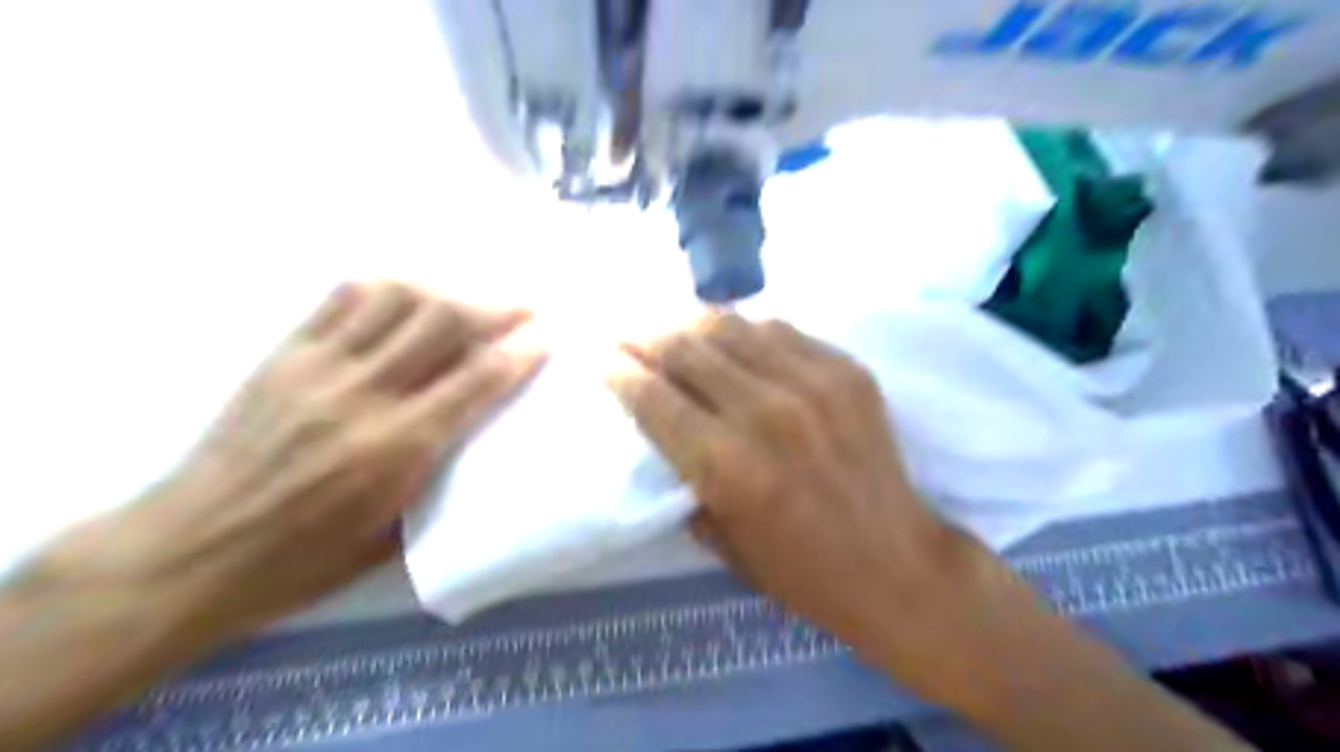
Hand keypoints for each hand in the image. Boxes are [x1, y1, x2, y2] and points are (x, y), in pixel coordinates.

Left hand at [47, 281, 542, 647]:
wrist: (189, 553)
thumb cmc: (301, 561)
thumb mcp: (391, 538)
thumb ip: (441, 478)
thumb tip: (477, 437)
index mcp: (396, 448)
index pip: (477, 379)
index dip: (520, 351)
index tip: (547, 336)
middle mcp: (364, 395)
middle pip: (443, 323)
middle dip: (495, 308)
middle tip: (524, 308)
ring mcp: (319, 367)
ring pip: (397, 299)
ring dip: (447, 293)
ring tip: (471, 302)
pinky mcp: (285, 354)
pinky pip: (344, 300)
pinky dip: (388, 290)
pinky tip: (408, 299)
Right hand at [611, 314, 1028, 699]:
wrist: (896, 565)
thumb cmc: (800, 571)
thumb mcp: (720, 540)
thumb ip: (684, 475)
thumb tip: (662, 423)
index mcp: (726, 465)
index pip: (652, 396)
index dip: (617, 369)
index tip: (599, 354)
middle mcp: (765, 412)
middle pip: (685, 348)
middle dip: (644, 336)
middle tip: (627, 333)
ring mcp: (812, 383)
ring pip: (730, 326)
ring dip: (689, 323)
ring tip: (671, 326)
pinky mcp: (846, 370)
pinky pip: (780, 329)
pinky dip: (745, 330)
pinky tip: (732, 338)